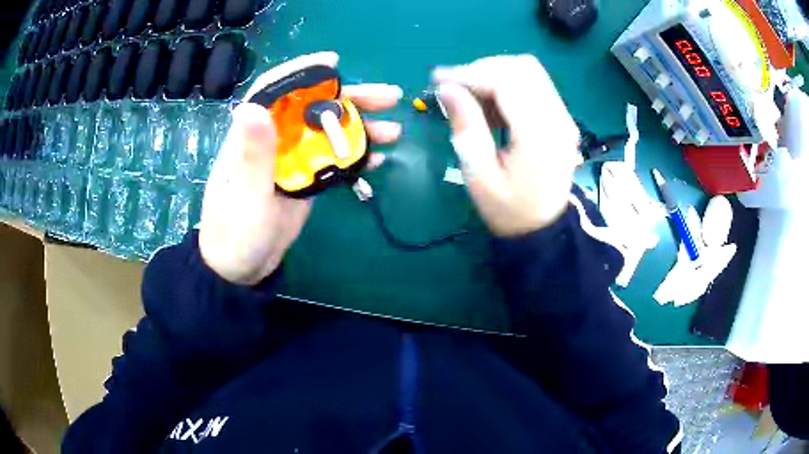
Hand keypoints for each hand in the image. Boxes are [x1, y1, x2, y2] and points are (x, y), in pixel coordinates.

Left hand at [200, 54, 401, 284]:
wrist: (239, 269)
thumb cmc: (235, 233)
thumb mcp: (245, 195)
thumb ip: (253, 154)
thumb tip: (252, 105)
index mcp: (252, 136)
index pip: (275, 90)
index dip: (303, 72)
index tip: (334, 63)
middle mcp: (274, 140)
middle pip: (312, 107)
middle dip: (350, 98)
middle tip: (389, 98)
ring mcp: (291, 160)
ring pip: (327, 132)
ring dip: (359, 127)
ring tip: (393, 130)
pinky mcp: (304, 180)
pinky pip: (332, 160)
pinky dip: (354, 156)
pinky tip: (377, 158)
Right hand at [433, 55, 581, 236]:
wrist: (544, 227)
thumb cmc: (510, 210)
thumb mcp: (480, 177)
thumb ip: (467, 129)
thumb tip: (447, 89)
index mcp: (539, 135)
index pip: (507, 82)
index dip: (470, 73)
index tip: (438, 80)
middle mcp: (558, 118)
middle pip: (521, 68)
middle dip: (481, 69)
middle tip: (453, 88)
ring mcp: (563, 116)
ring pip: (528, 71)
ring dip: (494, 75)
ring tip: (470, 99)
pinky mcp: (560, 117)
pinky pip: (533, 84)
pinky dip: (507, 85)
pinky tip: (491, 106)